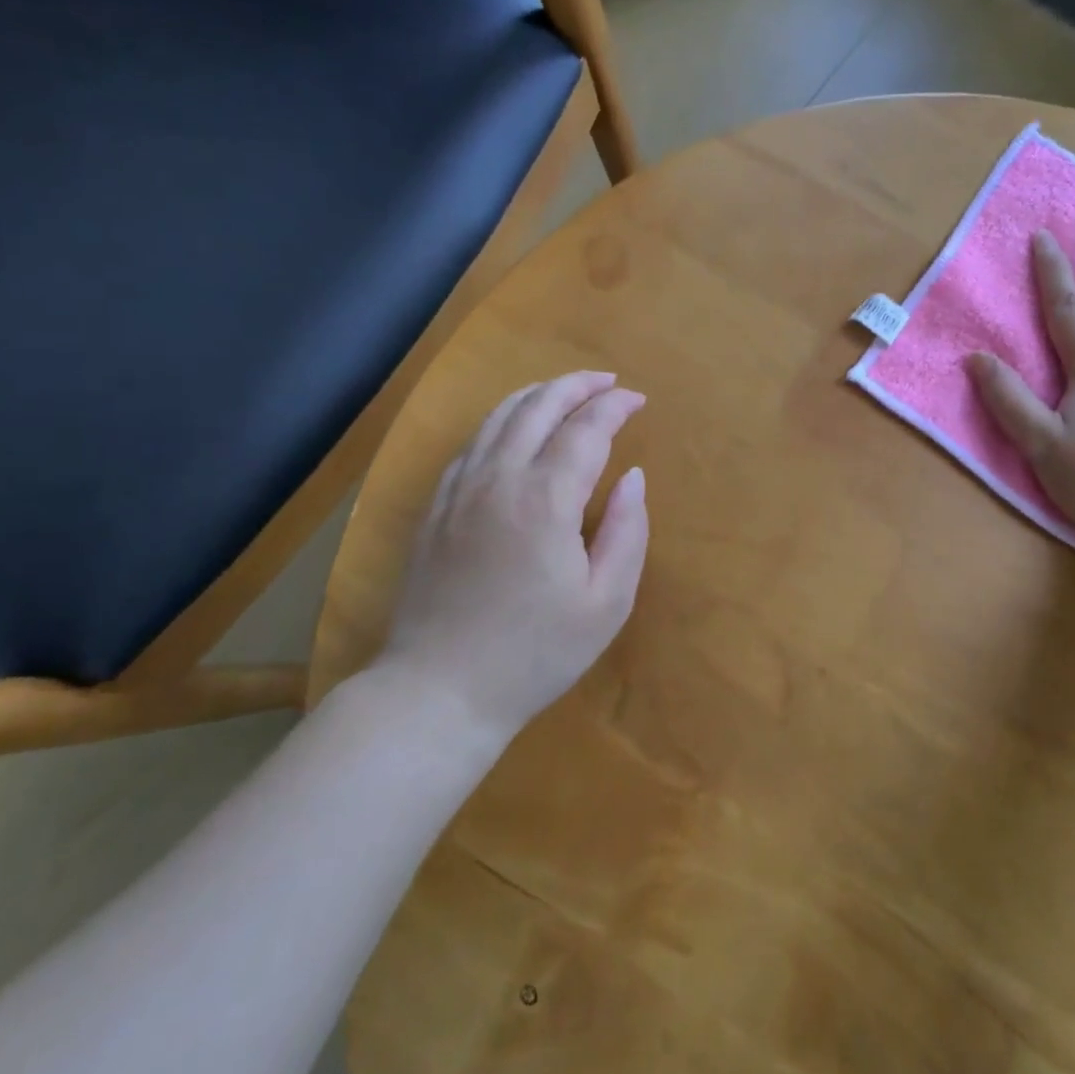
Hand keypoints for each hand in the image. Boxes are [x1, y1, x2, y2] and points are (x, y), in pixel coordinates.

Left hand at [371, 372, 649, 745]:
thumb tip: (633, 477)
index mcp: (545, 500)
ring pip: (499, 417)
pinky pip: (472, 443)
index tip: (638, 400)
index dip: (615, 407)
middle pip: (538, 407)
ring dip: (538, 394)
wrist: (438, 691)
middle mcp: (499, 479)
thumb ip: (627, 531)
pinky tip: (514, 428)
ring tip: (566, 391)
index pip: (586, 429)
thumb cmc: (534, 653)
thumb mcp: (606, 603)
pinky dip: (502, 420)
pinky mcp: (436, 506)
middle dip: (577, 385)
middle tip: (608, 382)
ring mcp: (459, 489)